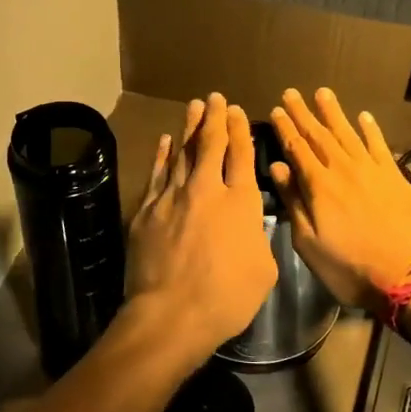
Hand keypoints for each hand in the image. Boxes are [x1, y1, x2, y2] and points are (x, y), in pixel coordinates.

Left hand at [125, 93, 278, 362]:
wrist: (171, 313)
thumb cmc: (226, 298)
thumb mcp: (263, 270)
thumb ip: (257, 237)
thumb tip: (248, 223)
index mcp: (240, 203)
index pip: (241, 156)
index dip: (240, 131)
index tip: (237, 112)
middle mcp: (206, 190)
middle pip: (210, 144)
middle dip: (215, 118)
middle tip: (215, 98)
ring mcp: (173, 196)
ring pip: (183, 152)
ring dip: (189, 127)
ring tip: (194, 106)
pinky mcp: (147, 209)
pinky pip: (158, 173)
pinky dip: (163, 154)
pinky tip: (167, 141)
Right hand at [269, 87, 410, 317]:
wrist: (407, 277)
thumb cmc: (349, 267)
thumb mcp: (309, 243)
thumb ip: (293, 202)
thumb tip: (278, 167)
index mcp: (319, 186)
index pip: (297, 148)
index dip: (285, 128)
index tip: (276, 109)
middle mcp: (344, 169)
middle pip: (320, 135)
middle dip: (304, 113)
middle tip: (291, 92)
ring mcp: (372, 171)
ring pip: (348, 133)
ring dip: (334, 112)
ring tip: (322, 92)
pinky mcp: (395, 177)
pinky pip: (380, 146)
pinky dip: (371, 129)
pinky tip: (364, 116)